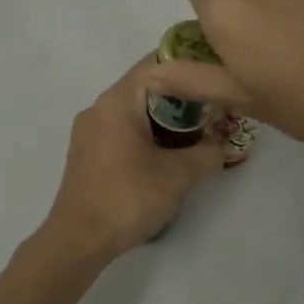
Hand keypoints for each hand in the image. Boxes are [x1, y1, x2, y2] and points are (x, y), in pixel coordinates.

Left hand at [35, 55, 224, 266]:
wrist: (79, 239)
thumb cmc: (127, 197)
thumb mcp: (178, 175)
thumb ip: (207, 153)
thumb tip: (224, 145)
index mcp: (117, 100)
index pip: (156, 64)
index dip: (189, 65)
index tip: (217, 76)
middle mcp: (99, 106)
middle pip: (146, 87)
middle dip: (182, 96)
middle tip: (215, 109)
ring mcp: (90, 130)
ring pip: (135, 110)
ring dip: (166, 118)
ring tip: (199, 132)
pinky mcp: (88, 152)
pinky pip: (123, 129)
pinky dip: (148, 133)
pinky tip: (169, 153)